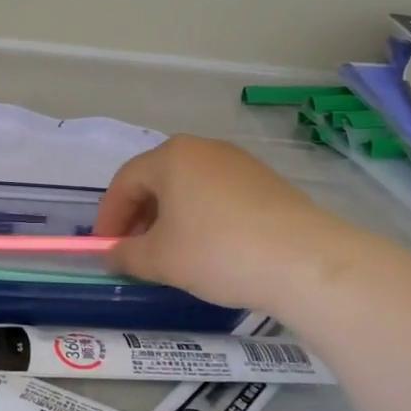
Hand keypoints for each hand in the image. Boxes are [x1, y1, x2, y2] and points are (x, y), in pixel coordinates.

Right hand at [95, 137, 364, 314]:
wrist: (304, 261)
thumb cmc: (218, 251)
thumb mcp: (160, 259)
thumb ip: (126, 254)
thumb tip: (110, 254)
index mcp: (172, 156)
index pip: (125, 182)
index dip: (109, 217)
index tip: (105, 248)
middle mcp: (203, 149)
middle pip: (157, 180)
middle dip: (139, 217)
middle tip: (134, 252)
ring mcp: (239, 163)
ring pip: (188, 188)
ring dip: (170, 219)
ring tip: (171, 254)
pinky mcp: (265, 183)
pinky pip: (217, 196)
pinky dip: (201, 218)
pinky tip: (209, 250)